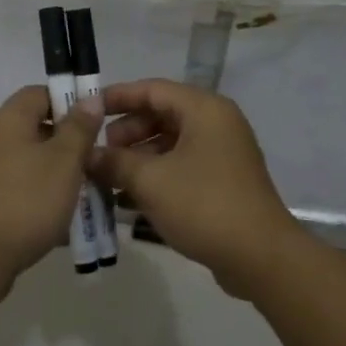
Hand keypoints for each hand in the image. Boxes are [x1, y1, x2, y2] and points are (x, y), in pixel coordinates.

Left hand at [0, 85, 104, 285]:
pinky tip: (54, 217)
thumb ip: (79, 128)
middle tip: (91, 161)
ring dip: (52, 171)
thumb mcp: (64, 162)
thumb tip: (90, 98)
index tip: (93, 124)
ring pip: (24, 160)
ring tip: (79, 192)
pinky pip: (13, 186)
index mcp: (6, 121)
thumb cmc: (26, 202)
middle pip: (31, 127)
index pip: (38, 93)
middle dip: (64, 142)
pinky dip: (35, 194)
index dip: (68, 101)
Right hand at [87, 79, 309, 297]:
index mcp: (204, 110)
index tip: (87, 110)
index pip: (153, 89)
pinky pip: (182, 166)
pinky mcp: (223, 180)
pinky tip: (129, 198)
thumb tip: (87, 155)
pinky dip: (156, 175)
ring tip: (108, 178)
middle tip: (98, 153)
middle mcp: (216, 123)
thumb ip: (115, 162)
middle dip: (126, 132)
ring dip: (138, 157)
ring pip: (171, 143)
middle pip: (162, 115)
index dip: (117, 97)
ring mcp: (222, 153)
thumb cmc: (203, 205)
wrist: (259, 255)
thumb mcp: (151, 181)